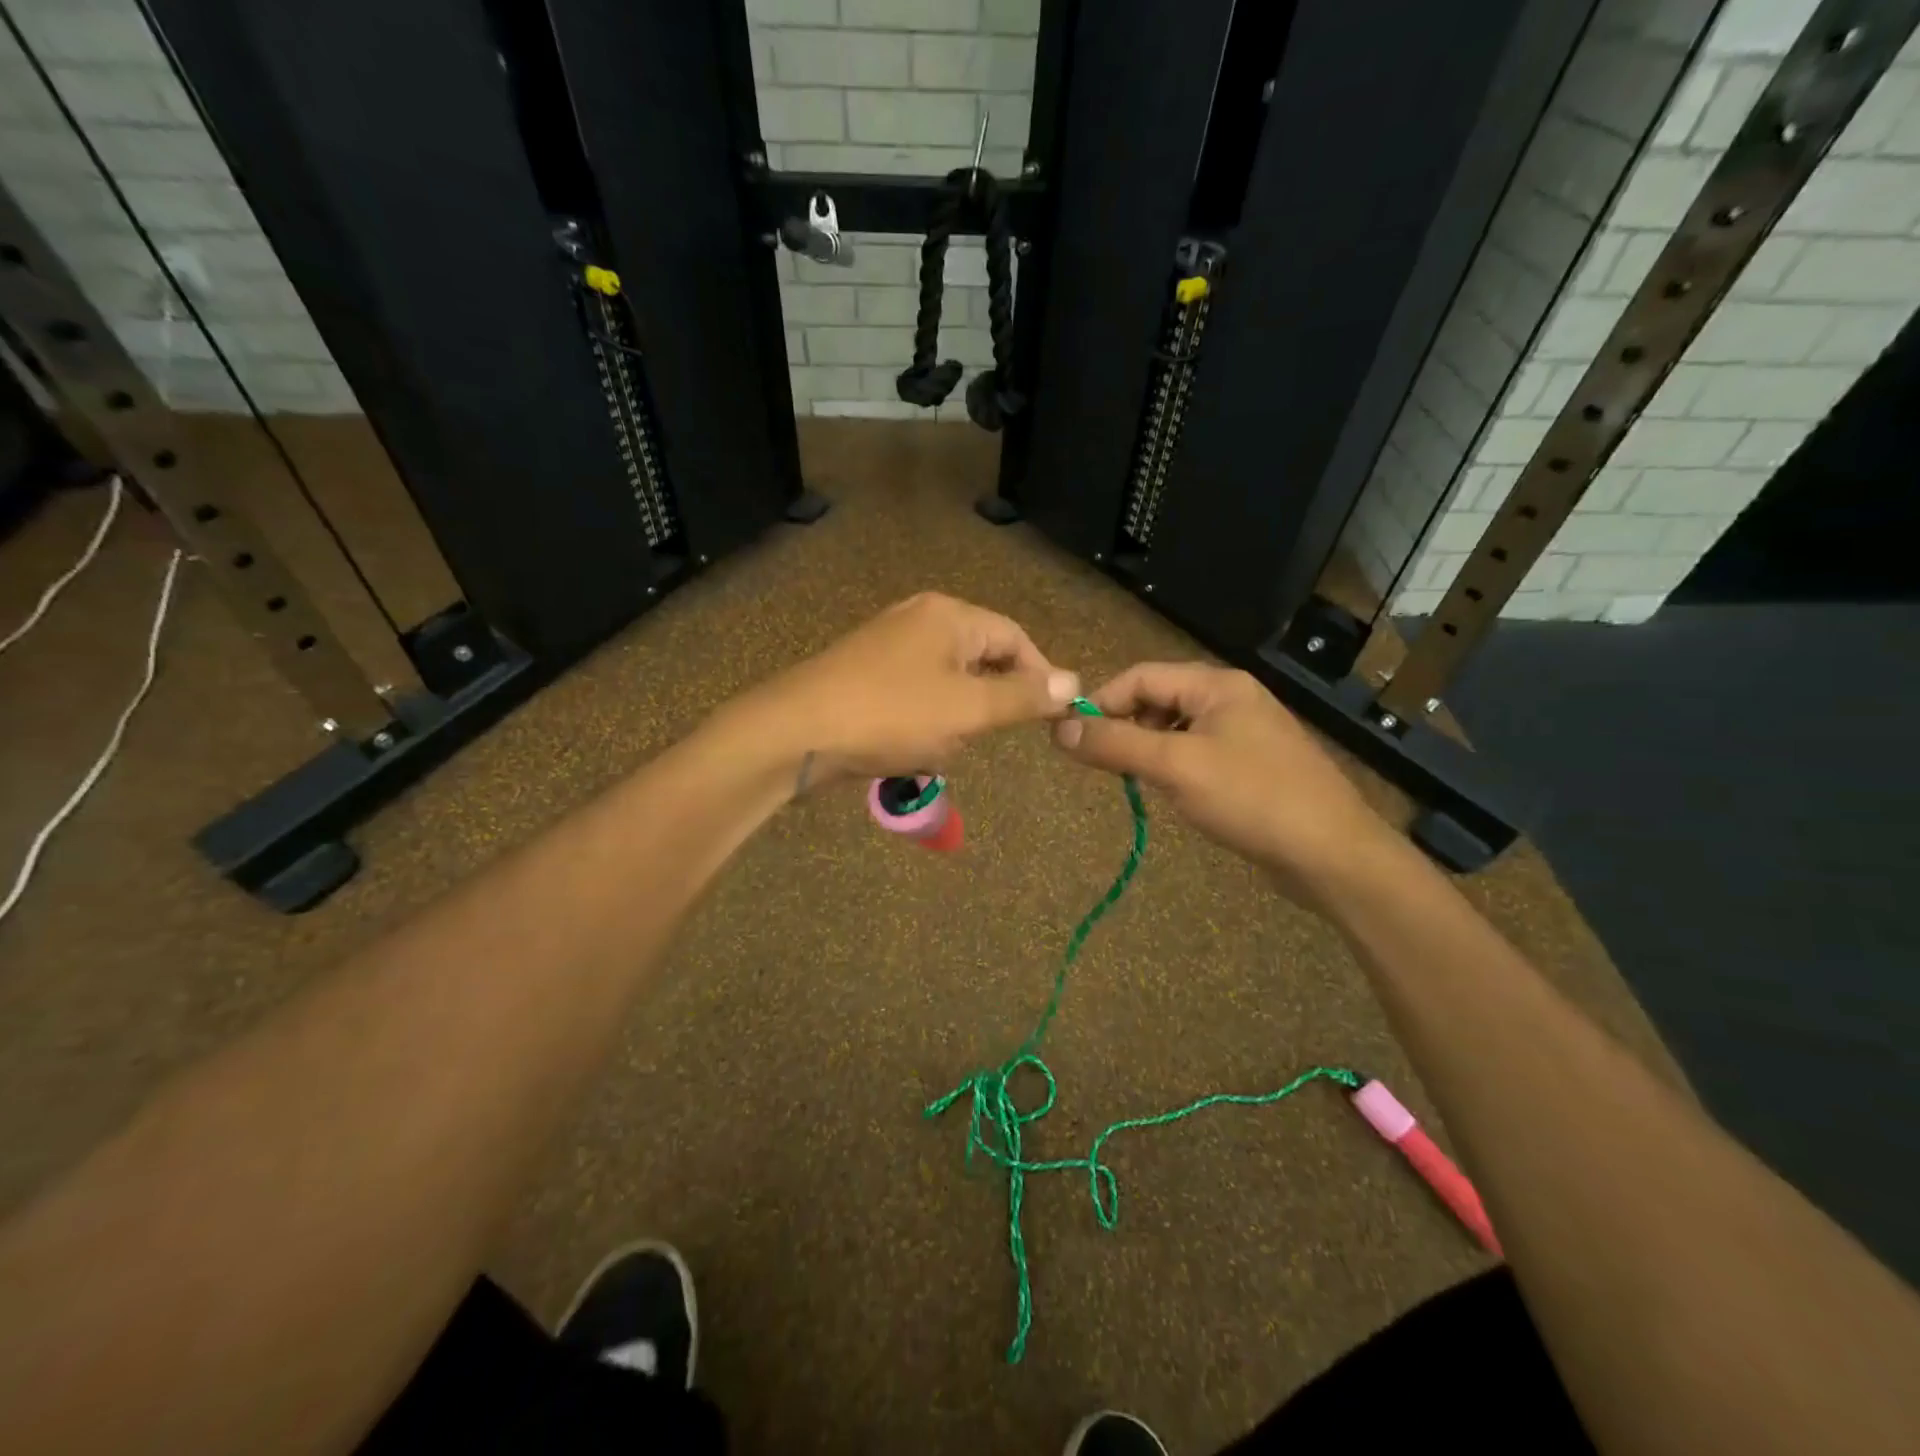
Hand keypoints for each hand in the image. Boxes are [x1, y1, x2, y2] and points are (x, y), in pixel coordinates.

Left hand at [739, 592, 1078, 784]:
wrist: (793, 735)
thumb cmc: (890, 716)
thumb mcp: (967, 710)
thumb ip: (1023, 696)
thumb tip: (1074, 681)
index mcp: (949, 615)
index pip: (1014, 638)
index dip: (1039, 676)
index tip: (1049, 717)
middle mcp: (920, 620)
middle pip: (980, 660)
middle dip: (985, 706)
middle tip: (977, 737)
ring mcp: (888, 646)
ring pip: (948, 687)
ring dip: (951, 723)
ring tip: (930, 747)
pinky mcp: (866, 676)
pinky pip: (915, 699)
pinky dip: (921, 726)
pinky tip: (904, 750)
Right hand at [1051, 662, 1394, 891]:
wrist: (1332, 855)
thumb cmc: (1251, 798)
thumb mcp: (1175, 767)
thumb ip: (1114, 744)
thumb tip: (1058, 729)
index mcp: (1217, 685)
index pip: (1141, 676)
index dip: (1102, 702)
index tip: (1073, 738)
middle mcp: (1232, 699)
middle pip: (1159, 700)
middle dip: (1125, 727)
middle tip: (1104, 765)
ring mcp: (1246, 734)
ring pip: (1176, 730)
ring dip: (1148, 750)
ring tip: (1136, 781)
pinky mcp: (1253, 767)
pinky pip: (1197, 755)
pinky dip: (1174, 768)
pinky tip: (1173, 795)